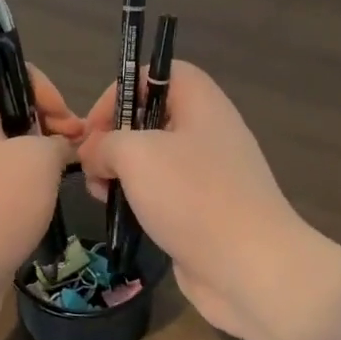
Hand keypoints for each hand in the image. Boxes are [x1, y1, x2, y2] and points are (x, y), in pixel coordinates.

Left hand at [0, 57, 82, 339]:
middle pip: (3, 109)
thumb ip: (57, 141)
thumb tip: (60, 147)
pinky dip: (28, 189)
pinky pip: (2, 185)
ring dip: (40, 158)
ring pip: (7, 150)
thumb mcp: (38, 160)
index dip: (27, 76)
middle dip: (44, 121)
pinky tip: (49, 205)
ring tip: (69, 175)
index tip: (57, 111)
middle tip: (73, 145)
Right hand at [78, 62, 318, 338]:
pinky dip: (139, 199)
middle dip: (115, 136)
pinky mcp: (204, 211)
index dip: (123, 89)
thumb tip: (94, 154)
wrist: (249, 266)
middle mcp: (208, 133)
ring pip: (154, 158)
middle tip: (91, 162)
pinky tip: (121, 215)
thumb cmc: (193, 197)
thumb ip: (105, 143)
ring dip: (121, 171)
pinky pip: (164, 192)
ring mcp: (209, 175)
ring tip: (101, 192)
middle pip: (153, 117)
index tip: (96, 124)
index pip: (160, 73)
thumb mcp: (136, 155)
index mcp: (202, 104)